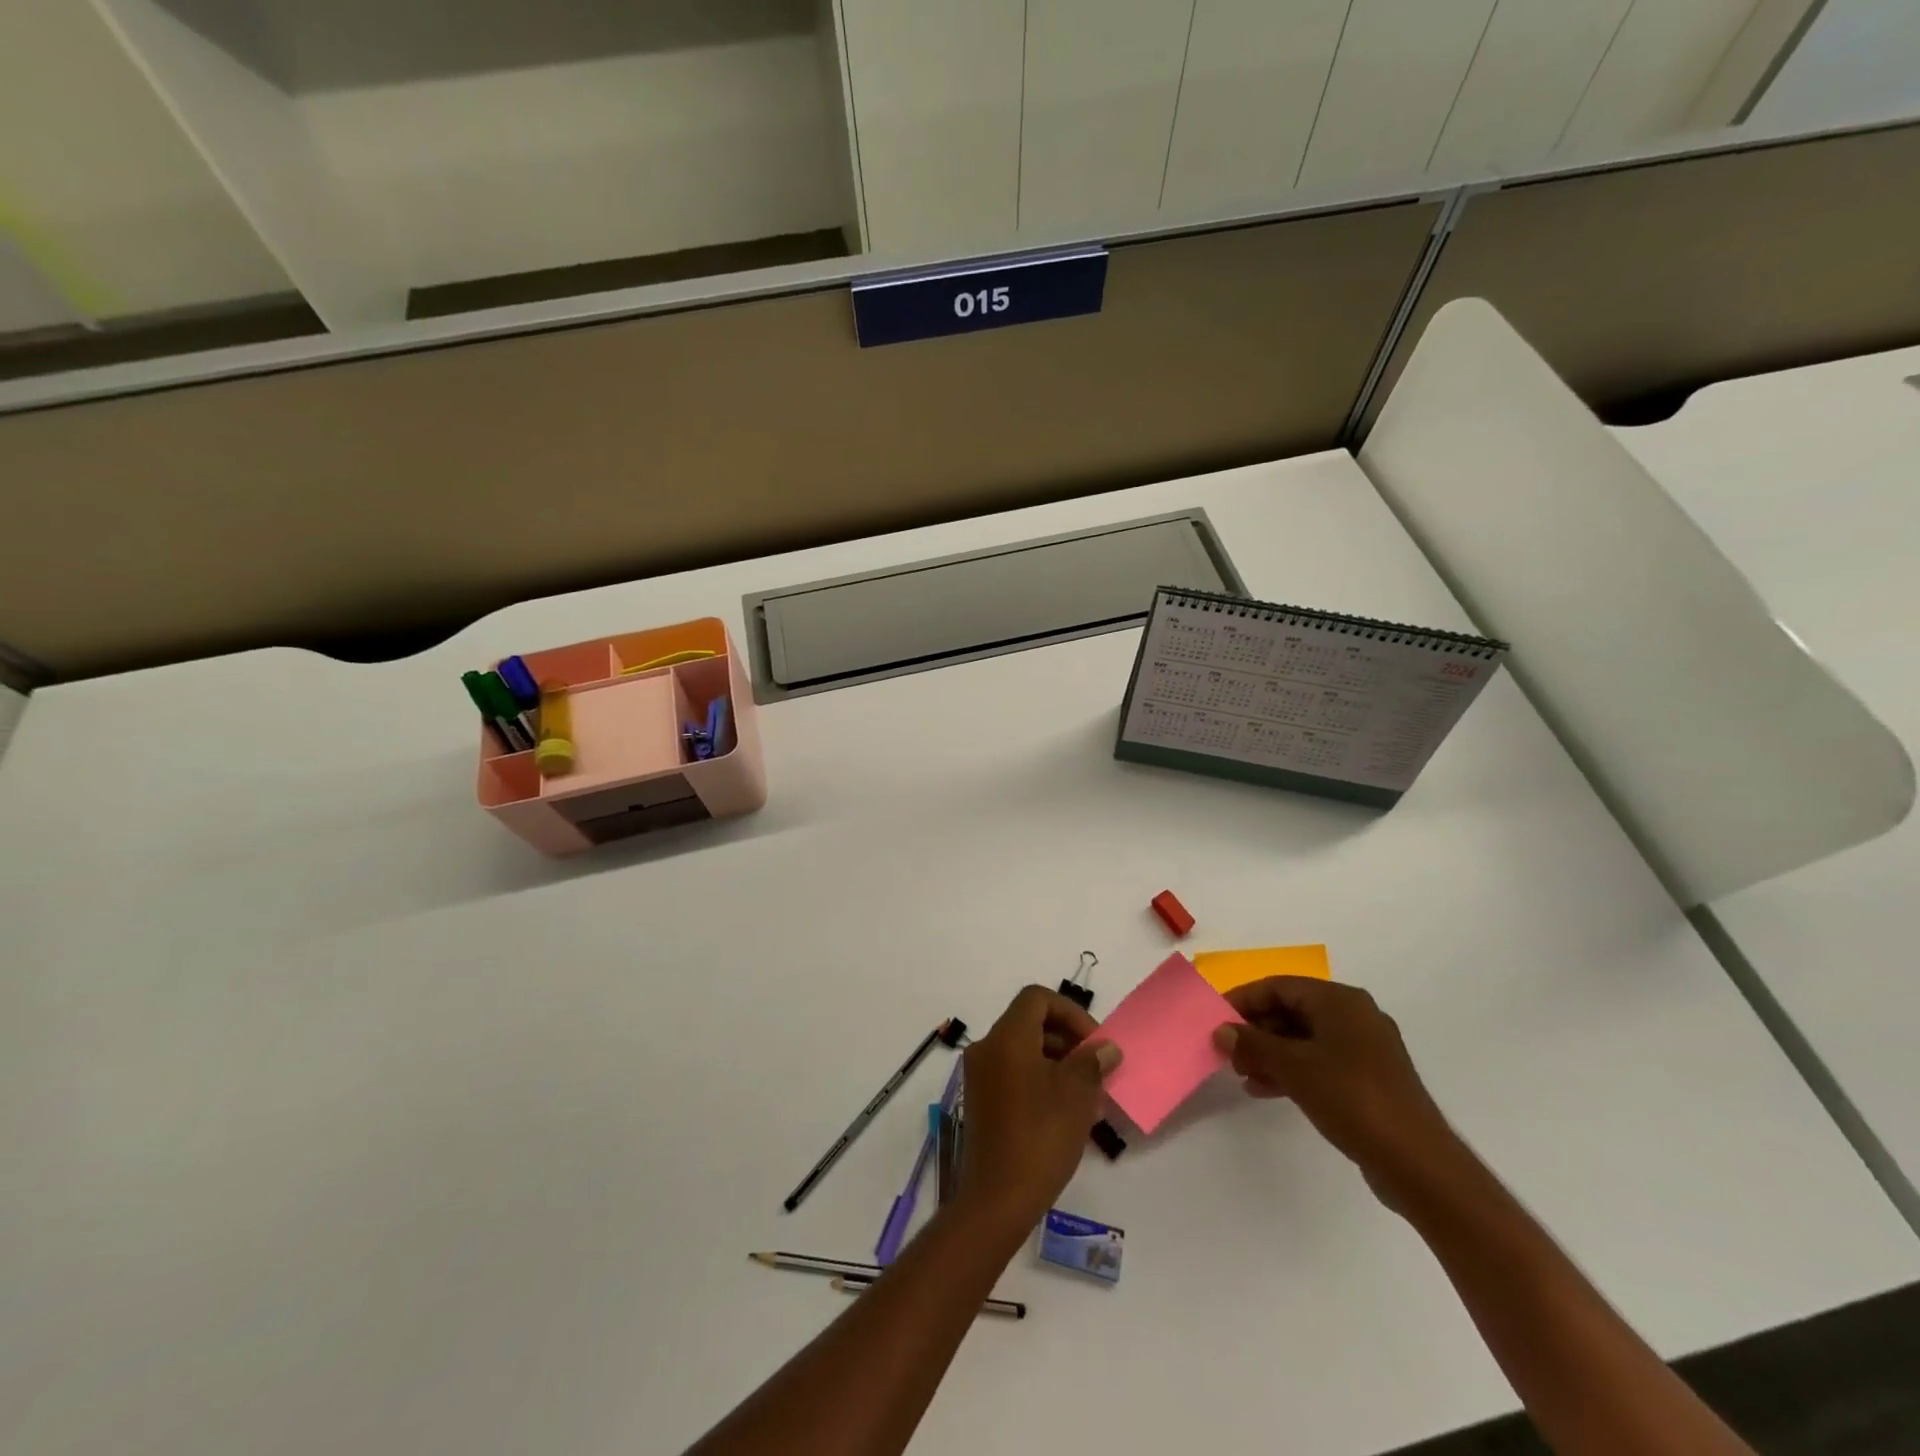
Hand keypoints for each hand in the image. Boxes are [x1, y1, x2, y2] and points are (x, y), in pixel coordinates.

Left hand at [959, 986, 1120, 1226]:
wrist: (996, 1199)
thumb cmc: (1040, 1138)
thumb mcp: (1076, 1096)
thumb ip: (1092, 1062)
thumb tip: (1105, 1047)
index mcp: (1007, 1037)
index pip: (1037, 998)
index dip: (1071, 1013)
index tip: (1094, 1044)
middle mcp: (987, 1047)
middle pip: (1029, 1022)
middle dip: (1067, 1039)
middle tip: (1095, 1069)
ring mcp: (979, 1075)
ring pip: (1023, 1049)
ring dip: (1056, 1061)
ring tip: (1086, 1094)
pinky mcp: (980, 1100)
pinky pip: (1013, 1072)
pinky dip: (1039, 1078)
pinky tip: (1064, 1111)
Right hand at [1214, 978, 1461, 1211]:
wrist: (1417, 1162)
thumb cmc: (1351, 1098)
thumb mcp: (1294, 1067)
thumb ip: (1253, 1044)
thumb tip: (1221, 1030)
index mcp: (1340, 1001)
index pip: (1279, 986)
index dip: (1243, 999)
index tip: (1216, 1019)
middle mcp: (1354, 1016)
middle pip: (1291, 1011)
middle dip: (1255, 1030)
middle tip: (1226, 1051)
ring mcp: (1364, 1049)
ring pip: (1303, 1039)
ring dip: (1269, 1053)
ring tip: (1240, 1072)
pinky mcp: (1368, 1080)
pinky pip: (1319, 1062)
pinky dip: (1291, 1070)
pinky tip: (1264, 1089)